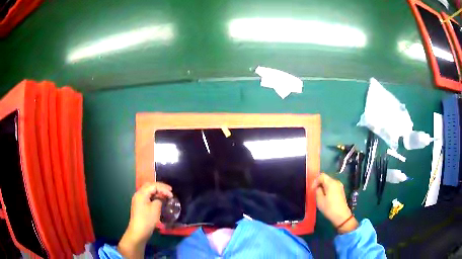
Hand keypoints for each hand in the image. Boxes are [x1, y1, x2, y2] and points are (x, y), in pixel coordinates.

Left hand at [118, 182, 172, 257]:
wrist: (138, 231)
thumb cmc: (147, 219)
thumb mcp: (155, 209)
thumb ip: (159, 200)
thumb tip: (160, 198)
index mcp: (141, 193)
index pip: (153, 186)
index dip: (163, 188)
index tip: (172, 194)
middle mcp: (138, 194)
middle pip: (149, 186)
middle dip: (160, 187)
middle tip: (169, 190)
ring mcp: (138, 200)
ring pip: (148, 191)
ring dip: (157, 191)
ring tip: (165, 194)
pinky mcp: (139, 205)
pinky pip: (147, 196)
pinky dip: (154, 196)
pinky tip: (159, 200)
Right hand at [312, 173, 357, 233]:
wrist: (341, 216)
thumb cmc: (329, 208)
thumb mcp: (320, 200)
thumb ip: (317, 191)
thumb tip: (317, 187)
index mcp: (331, 183)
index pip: (322, 176)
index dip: (315, 181)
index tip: (312, 189)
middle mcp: (336, 182)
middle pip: (326, 179)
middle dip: (319, 184)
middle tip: (314, 192)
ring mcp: (340, 186)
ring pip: (329, 183)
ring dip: (323, 187)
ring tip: (319, 196)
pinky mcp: (341, 191)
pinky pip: (332, 187)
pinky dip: (327, 190)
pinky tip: (325, 198)